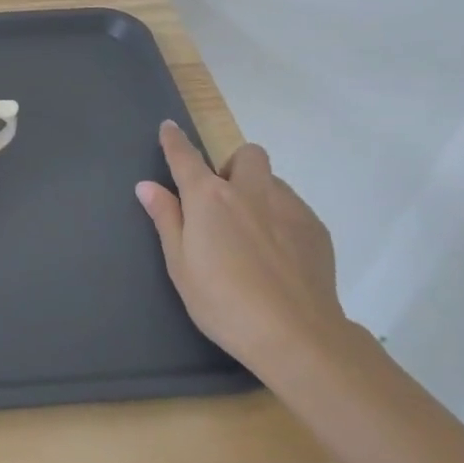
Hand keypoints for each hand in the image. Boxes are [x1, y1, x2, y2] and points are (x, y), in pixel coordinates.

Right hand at [135, 122, 346, 375]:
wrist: (296, 335)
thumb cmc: (223, 303)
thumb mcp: (180, 265)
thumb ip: (166, 219)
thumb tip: (147, 186)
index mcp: (209, 199)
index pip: (186, 157)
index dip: (174, 140)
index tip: (169, 127)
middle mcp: (250, 192)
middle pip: (246, 155)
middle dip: (233, 166)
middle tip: (224, 200)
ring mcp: (289, 207)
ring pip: (273, 181)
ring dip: (259, 193)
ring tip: (253, 234)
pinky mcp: (316, 229)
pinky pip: (294, 208)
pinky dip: (281, 219)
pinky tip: (278, 256)